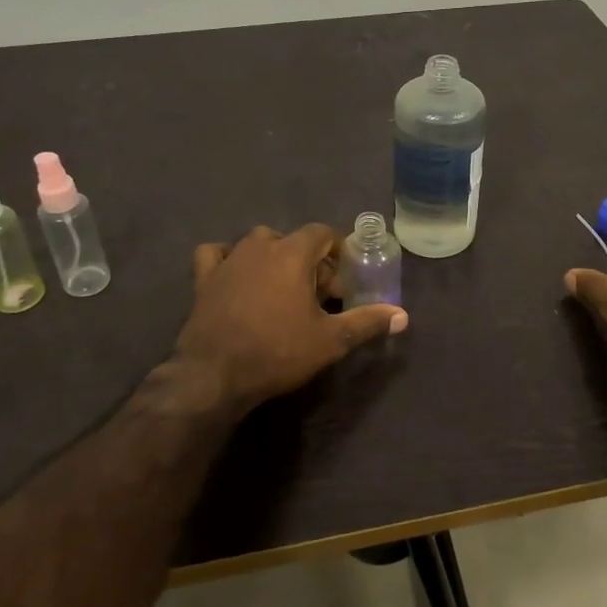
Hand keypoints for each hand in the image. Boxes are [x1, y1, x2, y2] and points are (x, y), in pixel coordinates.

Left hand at [175, 223, 407, 412]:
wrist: (214, 374)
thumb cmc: (278, 351)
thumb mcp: (330, 340)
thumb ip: (367, 322)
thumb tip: (403, 316)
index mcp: (292, 253)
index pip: (322, 232)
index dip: (336, 253)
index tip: (341, 283)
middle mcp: (259, 246)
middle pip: (292, 240)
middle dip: (308, 261)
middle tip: (317, 296)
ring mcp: (228, 259)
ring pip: (257, 244)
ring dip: (273, 259)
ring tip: (281, 290)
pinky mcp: (204, 278)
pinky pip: (217, 254)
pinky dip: (228, 259)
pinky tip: (236, 277)